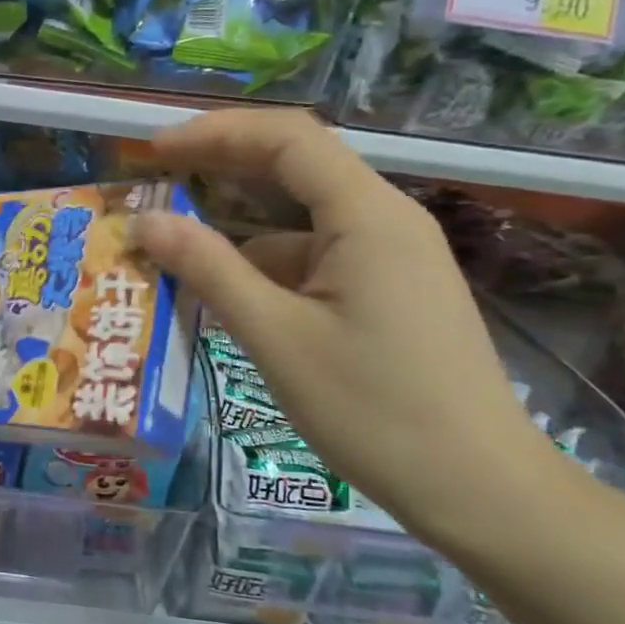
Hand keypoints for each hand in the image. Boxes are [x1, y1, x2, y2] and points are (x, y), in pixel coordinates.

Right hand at [131, 110, 556, 541]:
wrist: (479, 490)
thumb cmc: (374, 410)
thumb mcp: (276, 338)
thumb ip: (209, 270)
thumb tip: (145, 221)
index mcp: (367, 216)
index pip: (286, 138)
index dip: (213, 132)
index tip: (152, 151)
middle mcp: (384, 220)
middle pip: (295, 166)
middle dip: (221, 166)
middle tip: (155, 181)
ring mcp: (391, 256)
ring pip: (302, 218)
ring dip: (238, 226)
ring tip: (175, 250)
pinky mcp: (388, 291)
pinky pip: (316, 258)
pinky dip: (266, 265)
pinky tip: (228, 297)